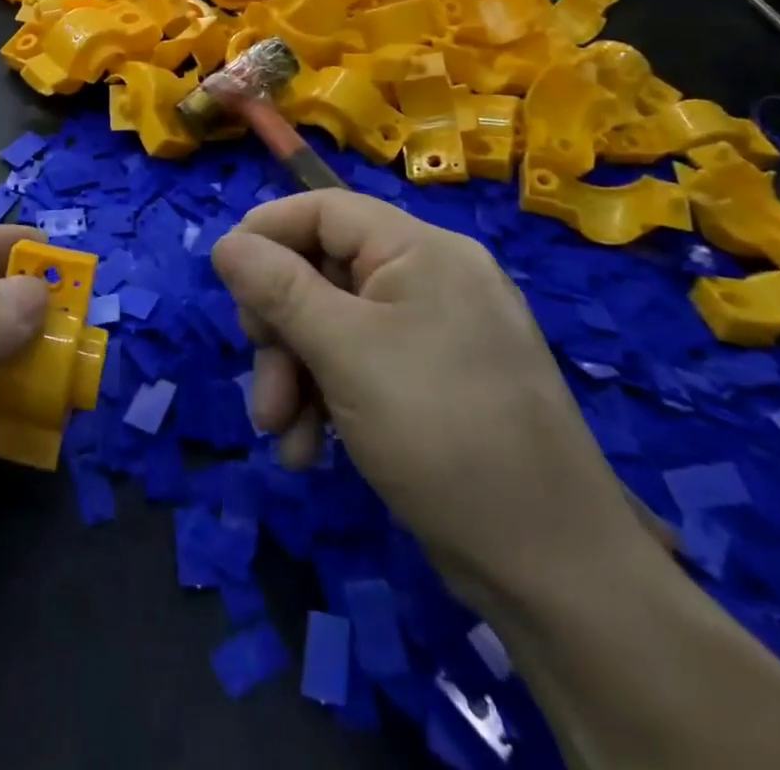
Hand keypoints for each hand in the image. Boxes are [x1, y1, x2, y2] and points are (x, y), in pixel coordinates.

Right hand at [210, 193, 637, 601]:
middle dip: (280, 329)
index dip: (267, 233)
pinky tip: (310, 449)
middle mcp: (429, 277)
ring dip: (296, 374)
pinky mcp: (435, 379)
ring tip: (281, 432)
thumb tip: (226, 242)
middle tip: (261, 380)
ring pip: (334, 324)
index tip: (225, 277)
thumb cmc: (441, 433)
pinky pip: (362, 363)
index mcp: (420, 249)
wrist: (553, 571)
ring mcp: (435, 330)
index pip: (324, 209)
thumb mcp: (344, 352)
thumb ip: (279, 289)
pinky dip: (328, 397)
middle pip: (322, 272)